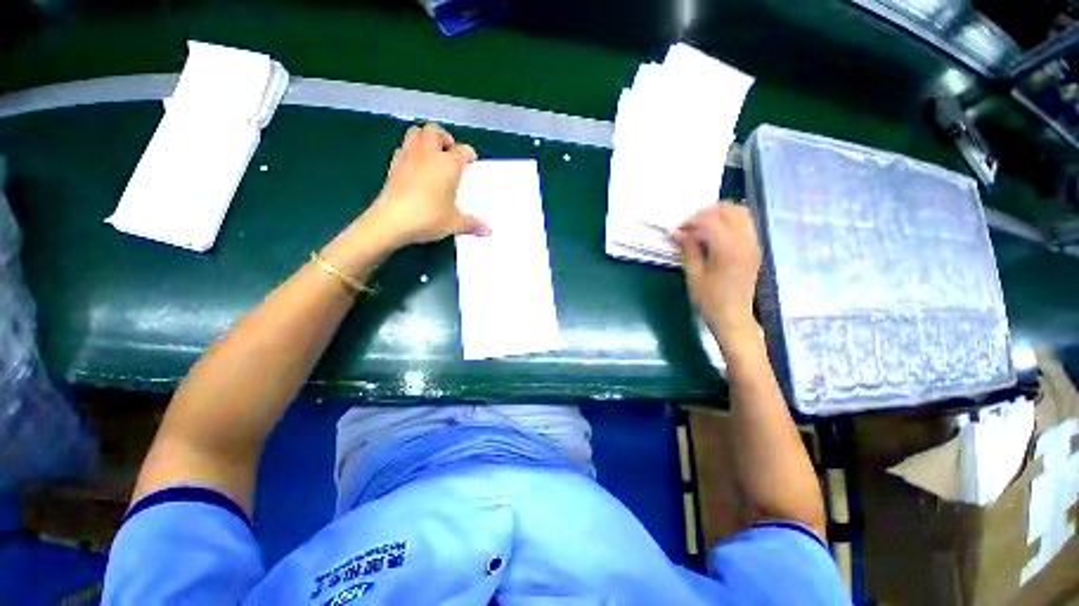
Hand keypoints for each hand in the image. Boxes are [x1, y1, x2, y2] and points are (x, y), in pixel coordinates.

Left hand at [361, 123, 488, 248]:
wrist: (392, 221)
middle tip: (449, 153)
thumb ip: (473, 224)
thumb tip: (488, 231)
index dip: (469, 154)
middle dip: (444, 138)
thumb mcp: (455, 223)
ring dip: (425, 138)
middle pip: (435, 131)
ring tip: (431, 155)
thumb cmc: (428, 218)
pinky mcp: (393, 165)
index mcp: (448, 165)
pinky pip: (403, 148)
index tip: (471, 161)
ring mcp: (408, 157)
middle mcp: (429, 154)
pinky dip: (410, 151)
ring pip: (415, 132)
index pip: (463, 150)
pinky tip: (414, 167)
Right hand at [672, 202, 761, 344]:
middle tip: (689, 225)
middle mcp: (745, 241)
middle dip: (706, 212)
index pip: (710, 220)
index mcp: (728, 249)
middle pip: (729, 210)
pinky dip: (730, 220)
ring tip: (702, 225)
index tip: (677, 230)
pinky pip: (746, 223)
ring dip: (720, 214)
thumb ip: (688, 249)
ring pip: (741, 213)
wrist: (734, 317)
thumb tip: (678, 232)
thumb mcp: (694, 275)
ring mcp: (753, 244)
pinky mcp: (755, 249)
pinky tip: (715, 233)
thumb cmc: (709, 300)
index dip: (691, 221)